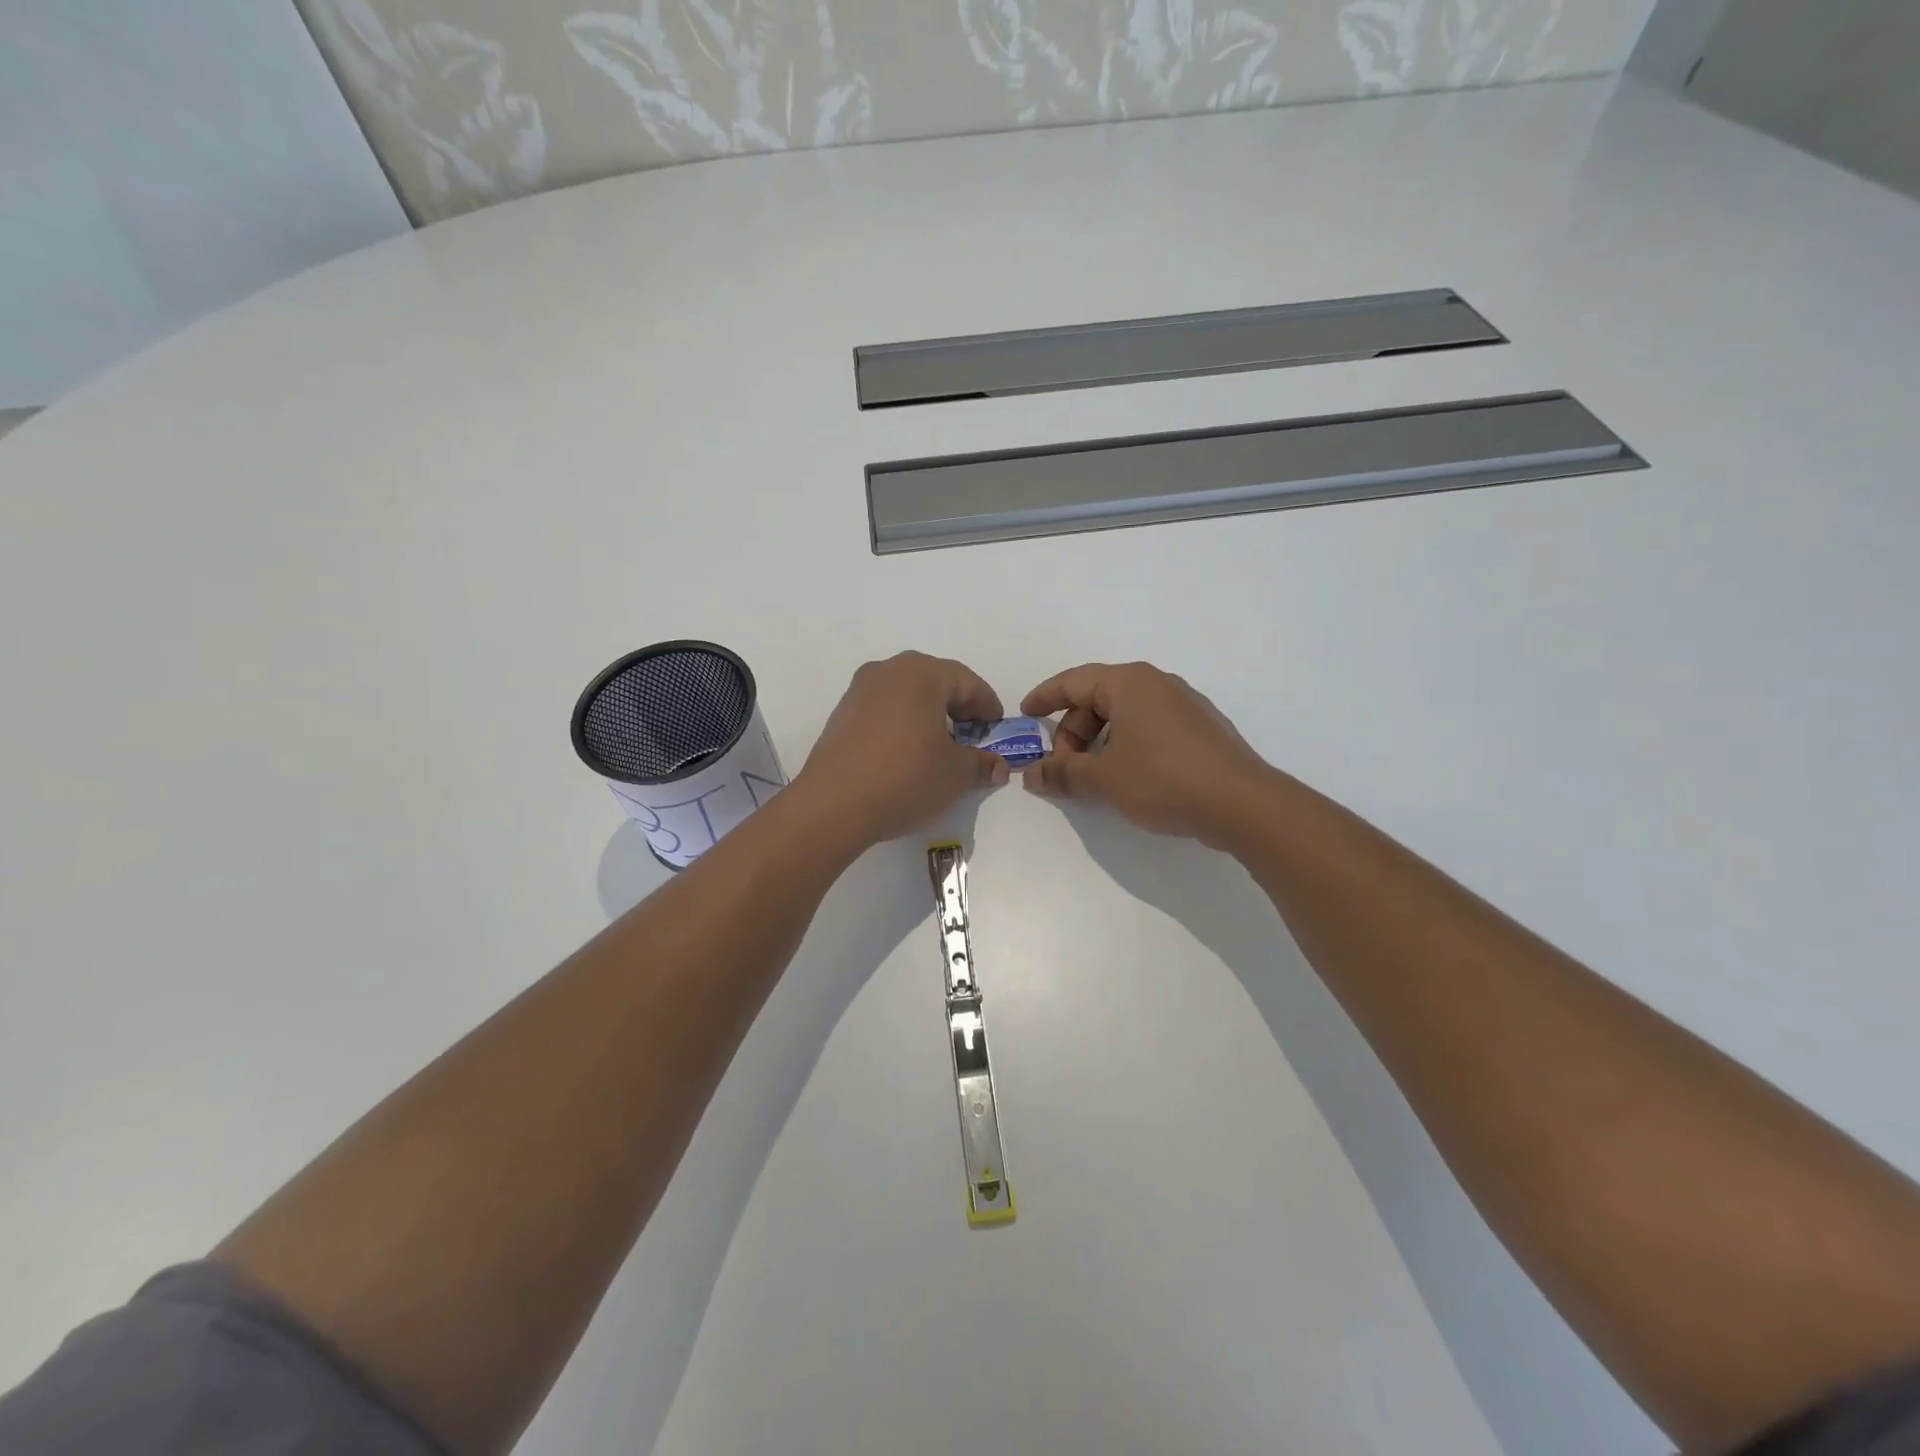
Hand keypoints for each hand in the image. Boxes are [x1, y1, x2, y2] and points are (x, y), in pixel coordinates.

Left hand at [794, 652, 1008, 851]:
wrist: (833, 805)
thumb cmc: (906, 778)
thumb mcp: (956, 774)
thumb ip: (982, 764)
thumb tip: (998, 766)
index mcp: (922, 673)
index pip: (967, 682)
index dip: (988, 707)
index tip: (997, 731)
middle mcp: (888, 670)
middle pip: (936, 682)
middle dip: (958, 709)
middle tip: (972, 738)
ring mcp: (860, 690)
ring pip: (907, 695)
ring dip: (929, 716)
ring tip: (940, 748)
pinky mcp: (841, 714)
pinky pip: (884, 710)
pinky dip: (903, 724)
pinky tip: (907, 754)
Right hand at [1020, 661, 1272, 847]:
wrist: (1243, 804)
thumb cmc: (1163, 780)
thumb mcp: (1104, 779)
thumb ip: (1063, 773)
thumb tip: (1029, 774)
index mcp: (1129, 683)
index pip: (1074, 681)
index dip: (1045, 697)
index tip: (1024, 715)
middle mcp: (1157, 684)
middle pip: (1099, 698)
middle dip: (1074, 731)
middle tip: (1064, 767)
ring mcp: (1184, 704)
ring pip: (1126, 714)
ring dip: (1100, 741)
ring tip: (1095, 777)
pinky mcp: (1202, 728)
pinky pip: (1150, 726)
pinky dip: (1128, 744)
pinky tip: (1130, 777)